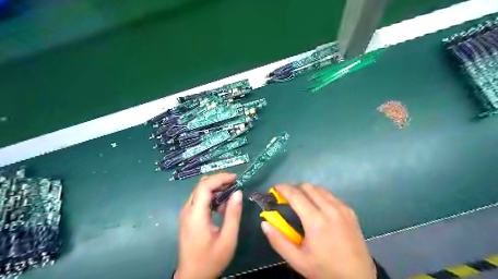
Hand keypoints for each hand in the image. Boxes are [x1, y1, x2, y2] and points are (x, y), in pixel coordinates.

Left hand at [175, 172, 243, 278]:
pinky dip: (211, 197)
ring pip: (199, 191)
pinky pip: (199, 199)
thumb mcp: (228, 238)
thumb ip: (233, 214)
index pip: (204, 186)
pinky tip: (221, 206)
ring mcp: (186, 213)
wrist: (192, 276)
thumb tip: (238, 192)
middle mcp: (187, 210)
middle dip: (218, 181)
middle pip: (201, 186)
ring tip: (230, 194)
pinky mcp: (187, 217)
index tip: (235, 178)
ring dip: (215, 188)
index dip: (220, 178)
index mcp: (196, 215)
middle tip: (234, 183)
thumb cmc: (211, 259)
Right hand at [262, 183, 375, 278]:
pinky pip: (331, 196)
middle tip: (286, 198)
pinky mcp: (350, 211)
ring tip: (301, 202)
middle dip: (294, 188)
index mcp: (315, 221)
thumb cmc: (324, 270)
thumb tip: (264, 223)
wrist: (358, 278)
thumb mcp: (297, 260)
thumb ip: (278, 241)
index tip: (274, 188)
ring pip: (320, 189)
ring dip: (307, 191)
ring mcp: (342, 208)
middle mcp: (330, 209)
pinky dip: (320, 196)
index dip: (283, 188)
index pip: (295, 195)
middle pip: (307, 187)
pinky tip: (318, 208)